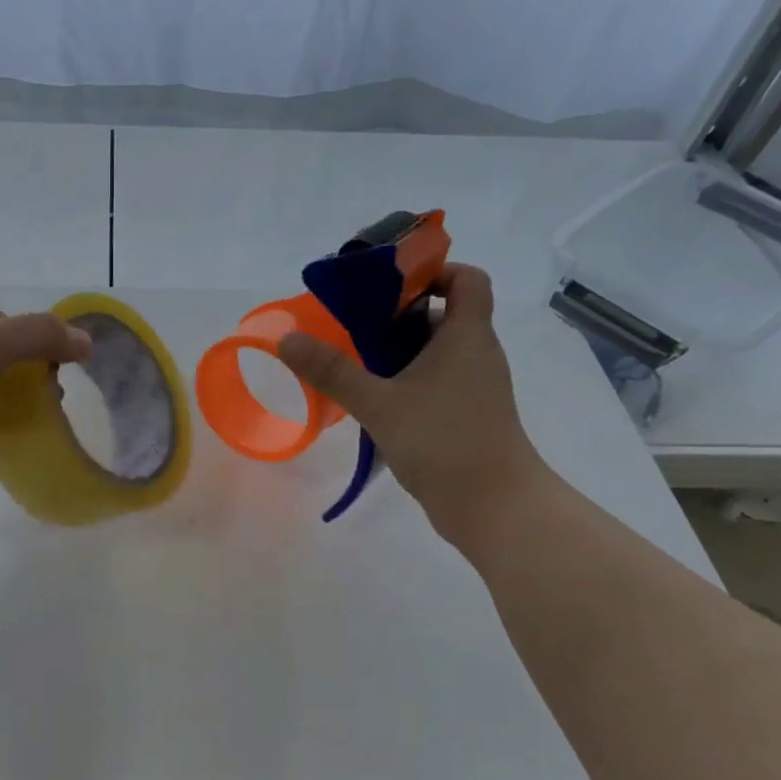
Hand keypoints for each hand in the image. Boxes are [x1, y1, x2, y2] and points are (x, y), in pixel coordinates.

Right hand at [277, 264, 551, 548]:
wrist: (494, 507)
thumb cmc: (443, 441)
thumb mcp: (379, 403)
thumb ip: (332, 370)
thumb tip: (286, 338)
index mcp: (467, 336)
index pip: (466, 279)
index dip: (434, 272)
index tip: (389, 287)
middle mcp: (476, 354)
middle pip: (442, 314)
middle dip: (397, 315)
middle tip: (352, 325)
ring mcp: (473, 387)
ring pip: (434, 352)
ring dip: (397, 351)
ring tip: (352, 361)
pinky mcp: (465, 415)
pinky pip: (434, 381)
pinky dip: (405, 380)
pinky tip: (372, 400)